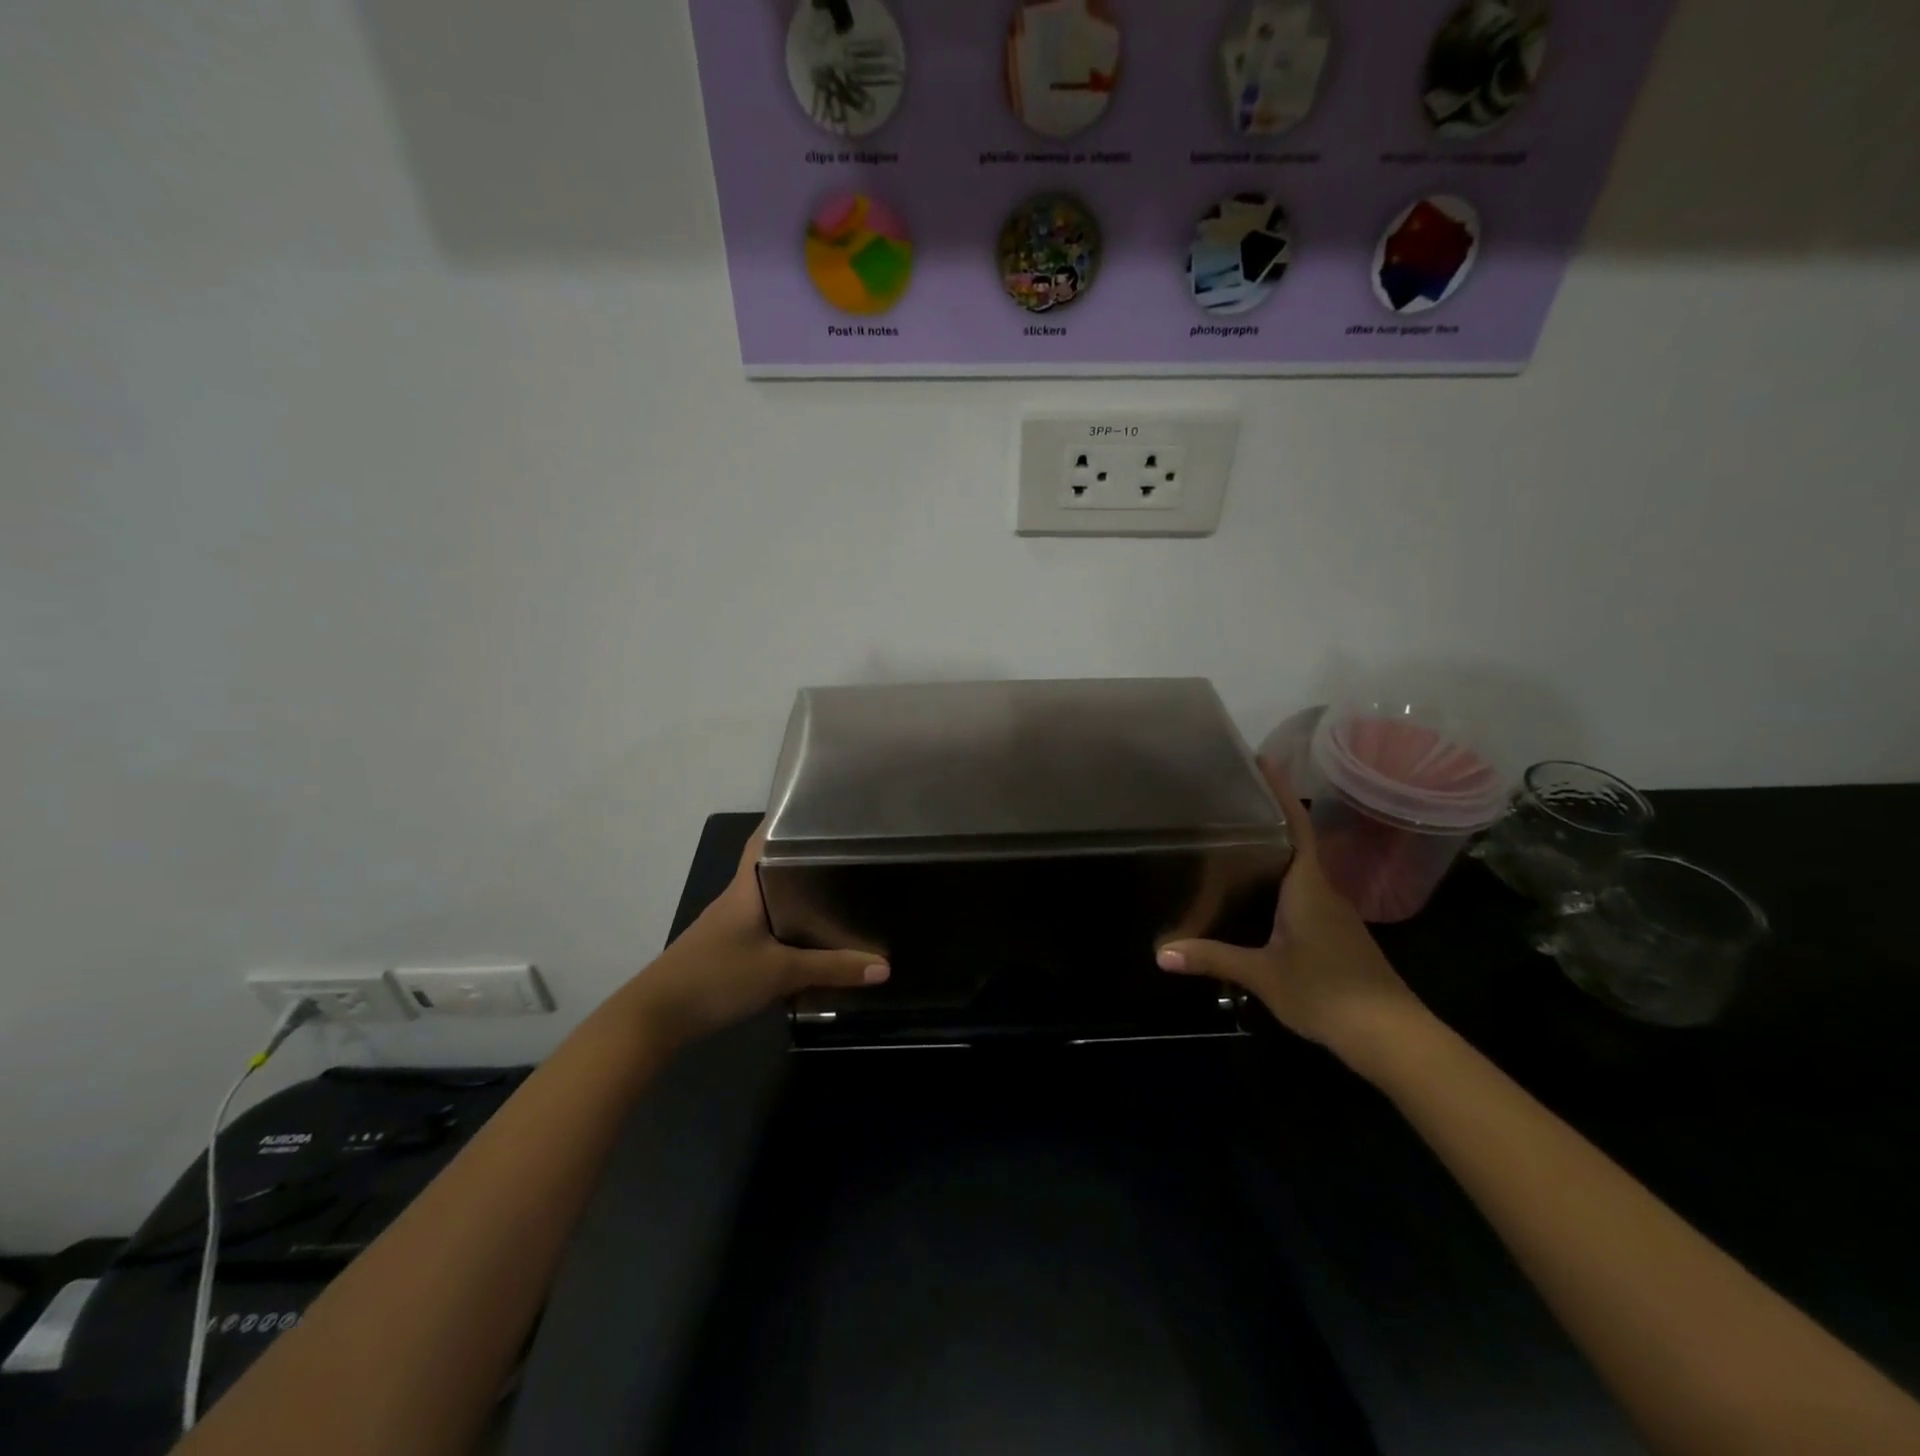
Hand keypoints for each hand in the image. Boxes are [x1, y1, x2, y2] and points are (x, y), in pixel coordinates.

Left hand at [625, 823, 888, 1050]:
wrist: (655, 1018)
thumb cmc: (716, 977)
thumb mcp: (780, 972)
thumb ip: (832, 968)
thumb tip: (885, 967)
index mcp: (747, 887)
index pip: (765, 837)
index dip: (790, 820)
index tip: (826, 812)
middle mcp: (738, 897)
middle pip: (773, 866)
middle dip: (807, 859)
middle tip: (850, 853)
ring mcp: (729, 924)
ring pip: (770, 898)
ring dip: (798, 894)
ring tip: (841, 890)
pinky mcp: (727, 948)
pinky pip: (765, 925)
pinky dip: (788, 924)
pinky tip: (811, 937)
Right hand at [1156, 759, 1428, 1066]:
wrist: (1392, 1037)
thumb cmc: (1327, 992)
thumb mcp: (1263, 975)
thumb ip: (1213, 958)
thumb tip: (1161, 953)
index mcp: (1308, 887)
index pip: (1296, 826)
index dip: (1281, 792)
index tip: (1263, 761)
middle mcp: (1323, 892)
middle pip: (1295, 844)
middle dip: (1266, 821)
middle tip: (1227, 804)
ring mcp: (1333, 915)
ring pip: (1299, 873)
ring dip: (1272, 855)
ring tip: (1231, 846)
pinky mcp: (1335, 936)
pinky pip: (1302, 897)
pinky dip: (1278, 886)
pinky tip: (1255, 900)